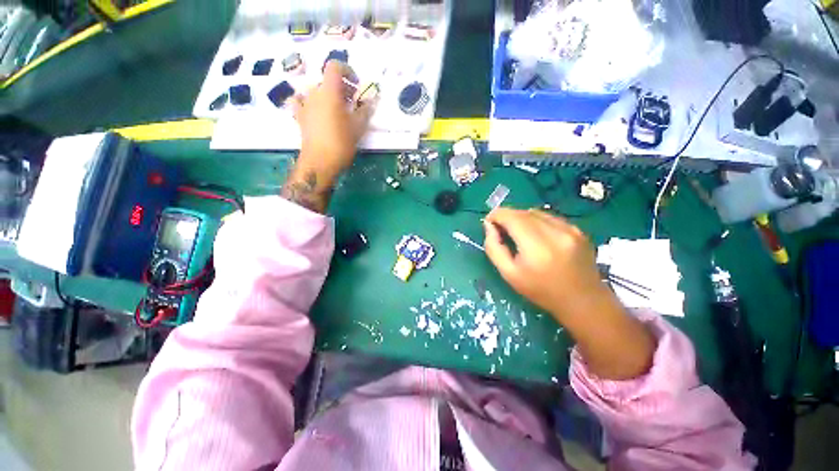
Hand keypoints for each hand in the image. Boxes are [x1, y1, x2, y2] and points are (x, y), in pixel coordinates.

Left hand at [282, 61, 375, 213]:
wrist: (320, 161)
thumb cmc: (341, 142)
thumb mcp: (358, 127)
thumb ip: (365, 111)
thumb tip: (371, 101)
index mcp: (330, 91)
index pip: (335, 66)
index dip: (347, 70)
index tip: (356, 85)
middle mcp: (314, 92)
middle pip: (327, 80)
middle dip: (341, 87)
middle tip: (352, 103)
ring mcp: (304, 104)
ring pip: (316, 91)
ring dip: (328, 96)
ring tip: (337, 111)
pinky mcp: (299, 116)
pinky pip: (301, 101)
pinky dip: (309, 102)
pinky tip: (315, 111)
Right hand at [484, 208, 654, 379]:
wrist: (582, 300)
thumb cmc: (541, 291)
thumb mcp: (509, 274)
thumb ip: (494, 248)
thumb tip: (489, 226)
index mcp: (536, 247)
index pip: (511, 217)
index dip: (496, 215)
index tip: (489, 222)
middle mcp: (555, 232)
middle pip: (523, 212)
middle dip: (507, 216)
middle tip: (500, 228)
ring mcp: (570, 229)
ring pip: (536, 212)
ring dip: (522, 218)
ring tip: (518, 232)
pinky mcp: (578, 229)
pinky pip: (550, 217)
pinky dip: (537, 221)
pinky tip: (536, 235)